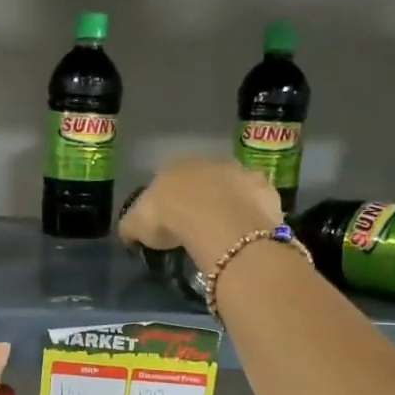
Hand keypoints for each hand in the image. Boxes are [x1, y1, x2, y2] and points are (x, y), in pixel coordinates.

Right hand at [119, 158, 282, 267]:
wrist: (218, 220)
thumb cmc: (170, 218)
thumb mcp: (136, 226)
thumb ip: (132, 226)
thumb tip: (129, 232)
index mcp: (174, 165)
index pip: (167, 179)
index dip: (168, 201)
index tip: (168, 222)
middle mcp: (208, 161)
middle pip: (202, 180)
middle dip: (201, 199)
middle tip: (197, 227)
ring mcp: (240, 172)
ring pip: (232, 187)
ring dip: (229, 204)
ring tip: (224, 232)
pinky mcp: (264, 189)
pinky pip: (256, 203)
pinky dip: (252, 215)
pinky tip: (247, 233)